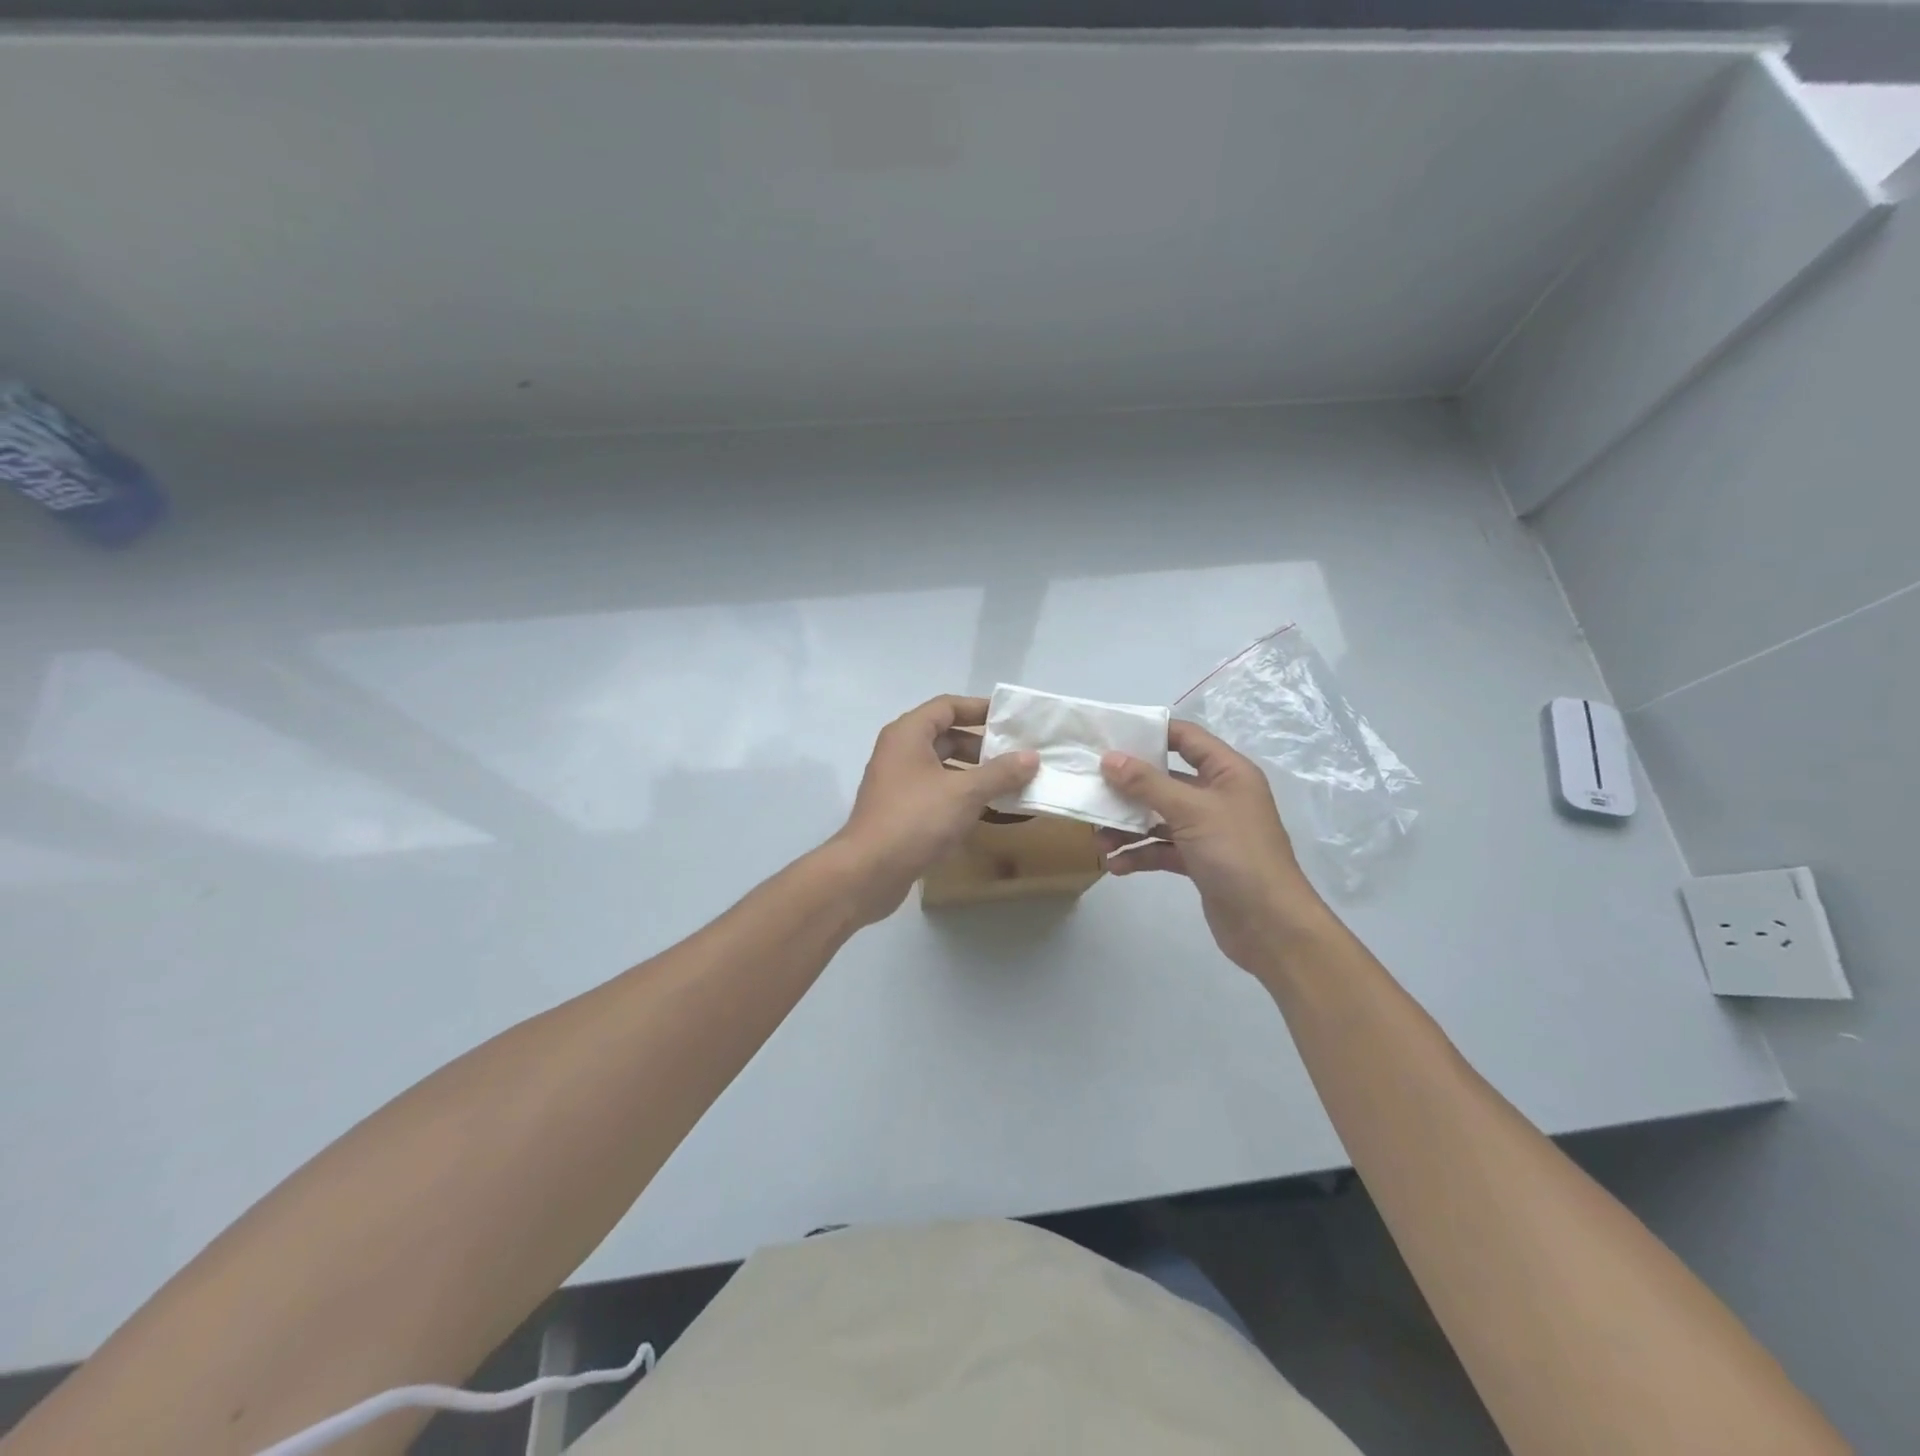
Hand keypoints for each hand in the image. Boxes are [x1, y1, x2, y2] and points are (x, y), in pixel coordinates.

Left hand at [831, 695, 1038, 923]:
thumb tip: (1032, 757)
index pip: (947, 706)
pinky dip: (961, 796)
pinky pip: (937, 792)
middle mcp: (899, 752)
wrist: (869, 871)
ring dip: (974, 773)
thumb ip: (1000, 773)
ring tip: (1009, 783)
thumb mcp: (965, 792)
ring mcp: (898, 783)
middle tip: (1016, 755)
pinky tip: (987, 810)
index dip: (979, 708)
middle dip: (982, 745)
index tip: (1011, 719)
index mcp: (908, 734)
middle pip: (946, 736)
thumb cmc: (916, 819)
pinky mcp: (901, 811)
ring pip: (942, 767)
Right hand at [1096, 720, 1327, 973]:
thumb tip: (1109, 758)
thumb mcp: (1191, 811)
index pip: (1187, 737)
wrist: (1271, 926)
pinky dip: (1139, 854)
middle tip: (1092, 790)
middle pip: (1165, 780)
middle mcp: (1218, 796)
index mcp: (1228, 772)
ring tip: (1100, 841)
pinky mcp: (1199, 861)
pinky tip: (1116, 866)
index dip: (1151, 733)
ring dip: (1128, 826)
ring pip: (1159, 817)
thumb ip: (1147, 783)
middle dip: (1128, 788)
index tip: (1110, 736)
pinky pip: (1161, 848)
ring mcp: (1208, 830)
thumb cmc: (1236, 854)